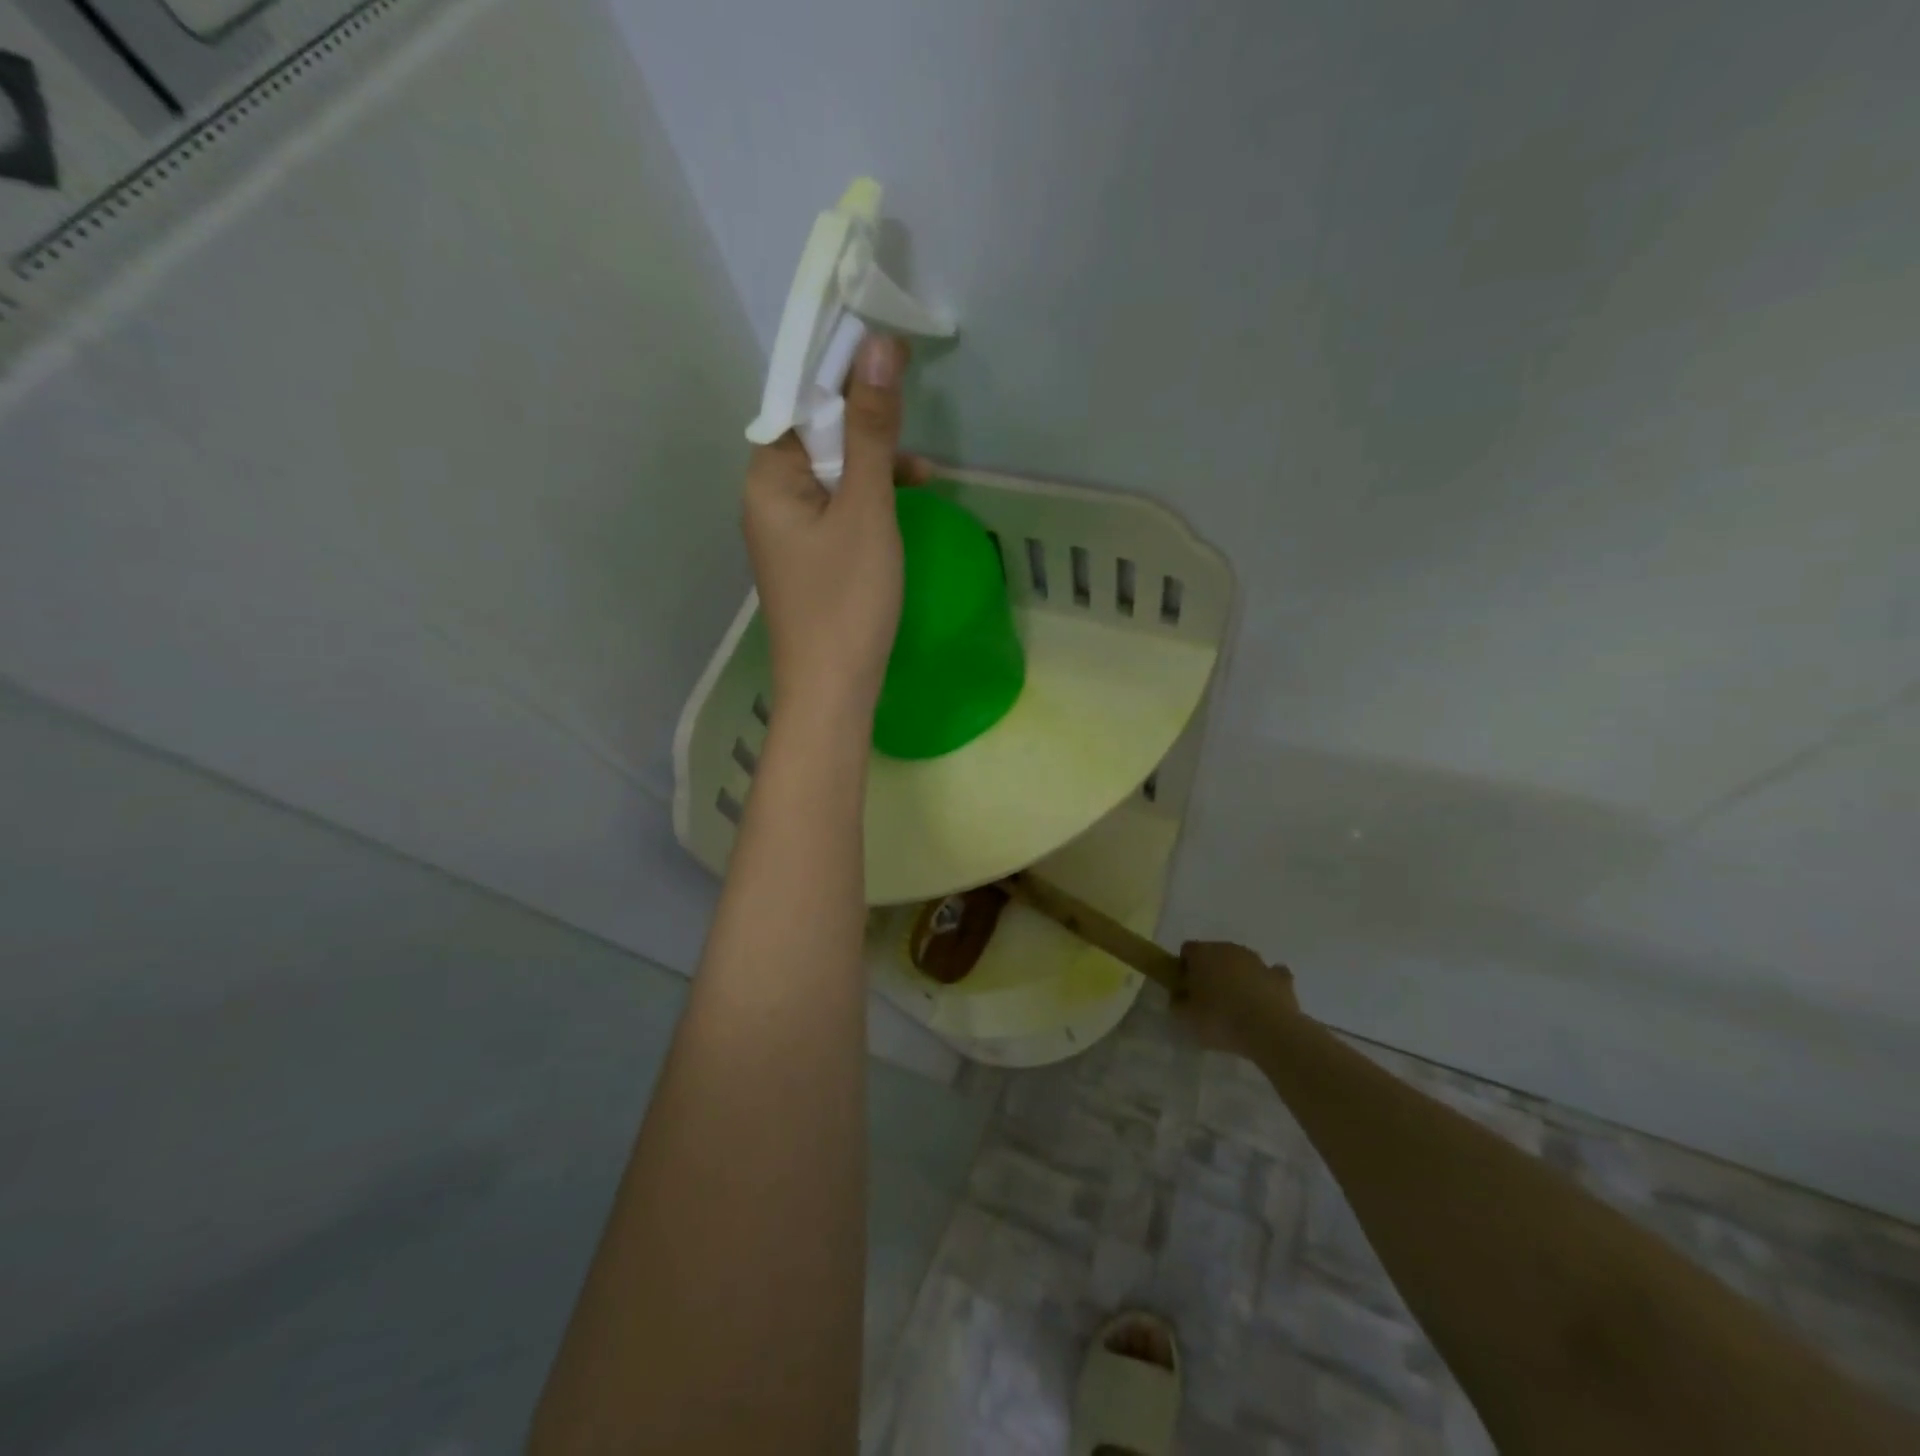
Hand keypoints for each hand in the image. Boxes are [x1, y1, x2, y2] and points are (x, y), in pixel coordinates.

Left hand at [743, 334, 926, 714]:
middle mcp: (766, 498)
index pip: (799, 401)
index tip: (890, 358)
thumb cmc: (848, 600)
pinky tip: (901, 509)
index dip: (843, 375)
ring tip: (923, 477)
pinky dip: (867, 501)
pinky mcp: (806, 558)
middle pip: (815, 436)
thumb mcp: (866, 509)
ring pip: (830, 475)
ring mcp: (785, 531)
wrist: (833, 691)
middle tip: (914, 434)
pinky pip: (835, 509)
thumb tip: (877, 348)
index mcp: (767, 477)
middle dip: (865, 427)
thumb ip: (871, 431)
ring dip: (873, 466)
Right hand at [1175, 941, 1301, 1060]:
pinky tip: (1263, 1002)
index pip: (1187, 950)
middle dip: (1211, 971)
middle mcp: (1230, 949)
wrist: (1269, 1031)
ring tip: (1238, 1006)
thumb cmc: (1220, 1019)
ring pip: (1242, 963)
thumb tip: (1179, 997)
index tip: (1186, 988)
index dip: (1184, 967)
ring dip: (1238, 977)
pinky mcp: (1281, 977)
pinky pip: (1270, 975)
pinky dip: (1265, 984)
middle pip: (1215, 953)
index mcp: (1203, 953)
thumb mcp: (1185, 1017)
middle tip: (1209, 999)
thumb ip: (1177, 1003)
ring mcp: (1258, 961)